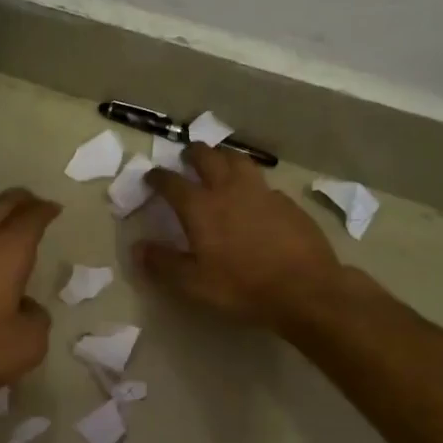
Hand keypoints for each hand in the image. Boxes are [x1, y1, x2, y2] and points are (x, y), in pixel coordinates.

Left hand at [0, 188, 59, 408]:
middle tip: (34, 206)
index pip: (31, 216)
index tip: (54, 209)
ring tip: (6, 223)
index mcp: (7, 249)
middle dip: (21, 200)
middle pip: (1, 204)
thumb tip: (26, 307)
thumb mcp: (26, 346)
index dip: (46, 210)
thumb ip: (37, 319)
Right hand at [133, 145, 348, 332]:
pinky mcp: (287, 202)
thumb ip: (163, 264)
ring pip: (239, 160)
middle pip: (208, 157)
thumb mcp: (194, 284)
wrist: (305, 289)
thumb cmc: (242, 287)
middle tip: (187, 156)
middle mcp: (229, 190)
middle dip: (193, 153)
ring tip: (220, 160)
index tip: (151, 176)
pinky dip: (251, 181)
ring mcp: (261, 192)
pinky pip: (263, 182)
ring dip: (224, 156)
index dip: (158, 177)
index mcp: (201, 207)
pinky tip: (254, 195)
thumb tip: (137, 248)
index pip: (172, 182)